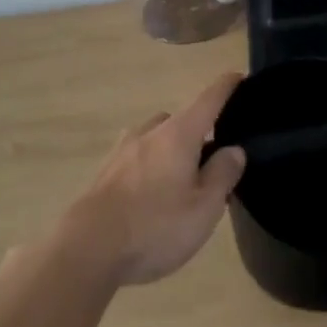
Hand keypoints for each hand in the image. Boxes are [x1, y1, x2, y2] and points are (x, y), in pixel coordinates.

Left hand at [63, 72, 246, 285]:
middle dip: (197, 132)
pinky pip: (136, 159)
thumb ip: (222, 174)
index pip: (208, 100)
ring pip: (155, 139)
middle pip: (179, 120)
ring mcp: (122, 152)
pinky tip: (152, 196)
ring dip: (170, 150)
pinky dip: (150, 167)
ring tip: (181, 181)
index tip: (239, 76)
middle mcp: (149, 133)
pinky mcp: (104, 174)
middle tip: (212, 160)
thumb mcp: (204, 207)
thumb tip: (233, 149)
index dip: (226, 87)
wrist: (87, 249)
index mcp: (178, 135)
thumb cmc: (156, 226)